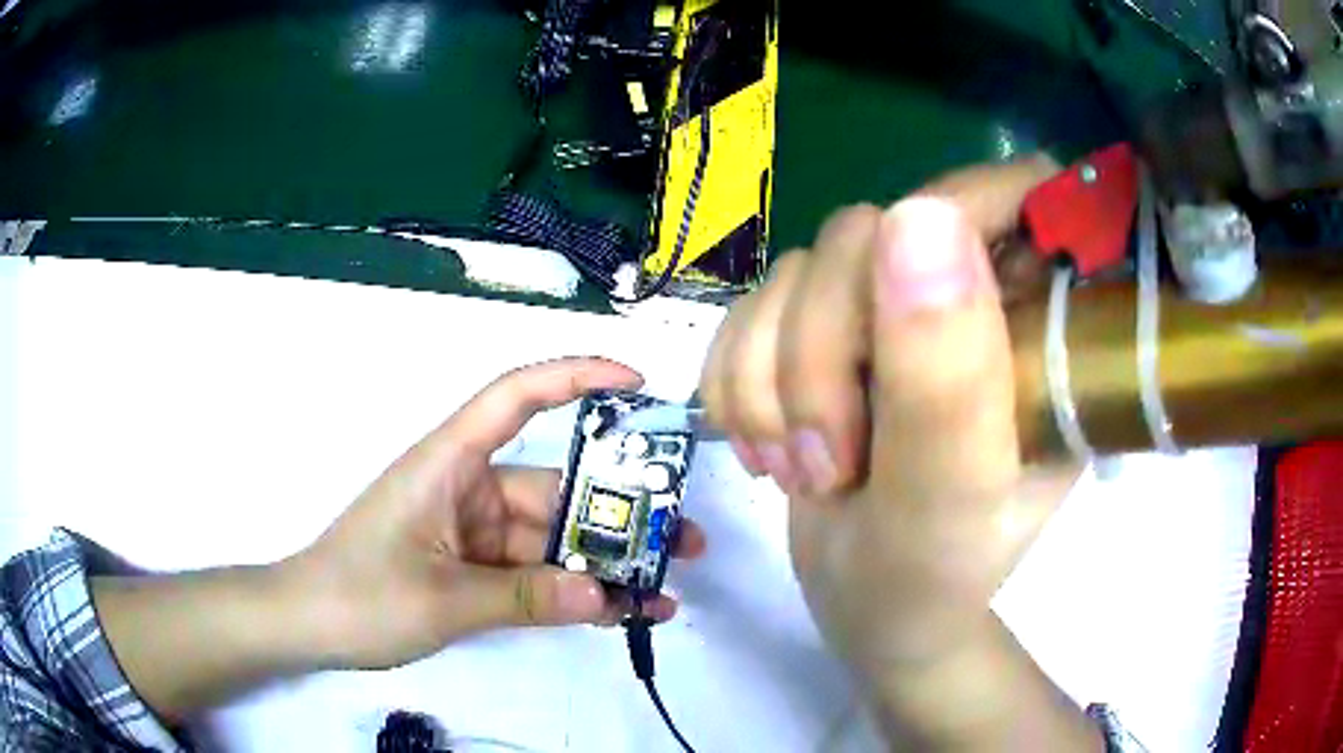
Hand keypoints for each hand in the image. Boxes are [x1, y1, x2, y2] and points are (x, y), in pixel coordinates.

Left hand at [288, 357, 706, 669]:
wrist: (308, 626)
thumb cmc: (359, 595)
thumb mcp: (442, 599)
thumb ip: (523, 597)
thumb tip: (605, 596)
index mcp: (450, 462)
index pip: (516, 396)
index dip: (576, 377)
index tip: (638, 384)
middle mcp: (470, 487)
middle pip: (556, 486)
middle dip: (619, 511)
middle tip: (684, 537)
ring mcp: (475, 531)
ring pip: (552, 537)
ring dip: (603, 562)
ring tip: (665, 587)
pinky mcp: (476, 567)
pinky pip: (535, 572)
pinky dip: (571, 591)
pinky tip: (618, 613)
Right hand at [698, 156, 1076, 665]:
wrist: (873, 617)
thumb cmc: (935, 584)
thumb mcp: (949, 501)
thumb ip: (947, 377)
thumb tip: (916, 214)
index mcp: (1038, 323)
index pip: (1014, 195)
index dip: (953, 217)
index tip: (894, 321)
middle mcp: (970, 298)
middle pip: (870, 235)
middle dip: (820, 351)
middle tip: (827, 460)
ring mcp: (893, 315)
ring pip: (799, 273)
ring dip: (769, 378)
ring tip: (797, 471)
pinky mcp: (829, 337)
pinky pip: (753, 308)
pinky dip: (736, 379)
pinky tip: (762, 447)